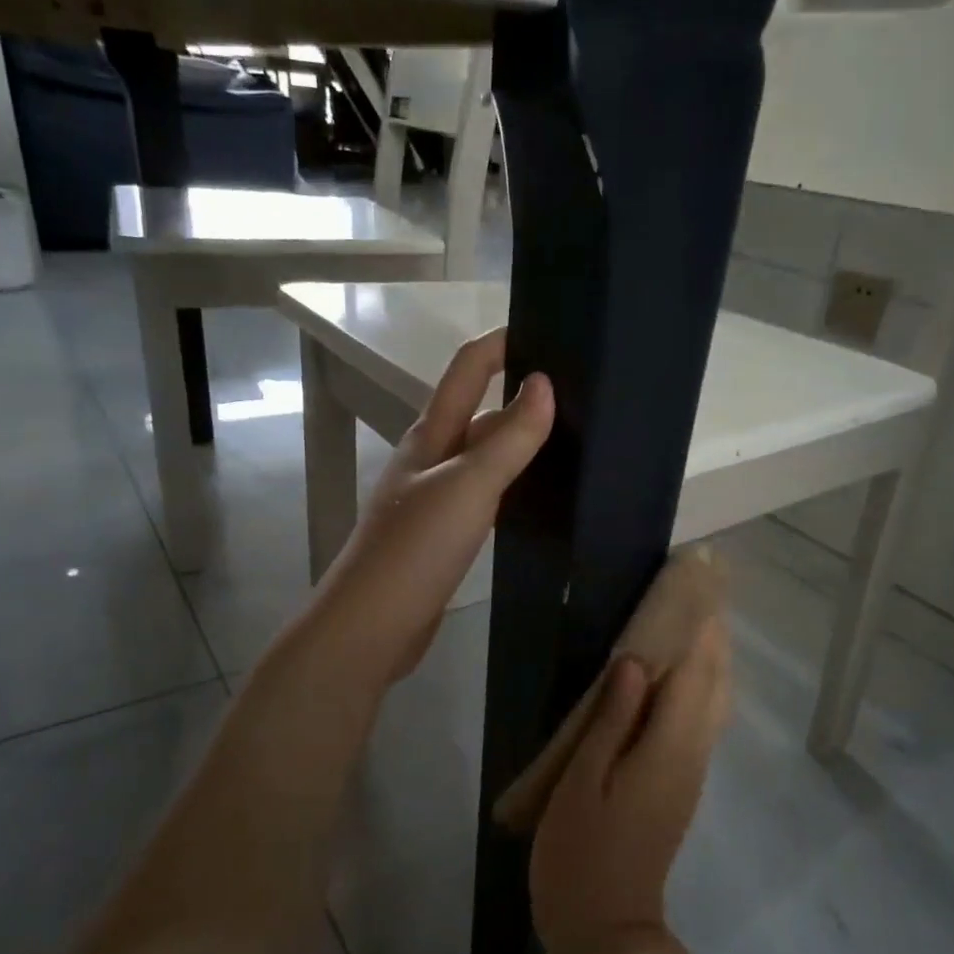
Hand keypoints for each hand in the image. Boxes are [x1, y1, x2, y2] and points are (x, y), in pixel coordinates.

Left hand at [308, 328, 552, 687]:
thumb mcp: (468, 486)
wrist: (371, 626)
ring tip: (573, 438)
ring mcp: (435, 498)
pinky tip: (539, 496)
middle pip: (479, 412)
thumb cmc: (415, 548)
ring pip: (484, 456)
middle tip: (581, 393)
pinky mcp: (443, 535)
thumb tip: (544, 382)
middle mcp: (431, 458)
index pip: (467, 369)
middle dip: (521, 395)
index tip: (548, 328)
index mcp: (431, 436)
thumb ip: (509, 438)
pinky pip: (485, 494)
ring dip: (519, 442)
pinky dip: (512, 485)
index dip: (501, 342)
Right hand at [529, 617, 732, 953]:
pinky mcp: (679, 784)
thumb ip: (612, 719)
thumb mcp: (583, 782)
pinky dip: (698, 686)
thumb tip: (636, 662)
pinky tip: (676, 675)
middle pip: (714, 682)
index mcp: (668, 747)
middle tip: (699, 587)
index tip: (697, 579)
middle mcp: (691, 753)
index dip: (698, 624)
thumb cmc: (581, 855)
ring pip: (713, 701)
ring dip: (708, 657)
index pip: (694, 671)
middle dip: (711, 633)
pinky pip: (699, 721)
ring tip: (691, 617)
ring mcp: (689, 772)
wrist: (606, 933)